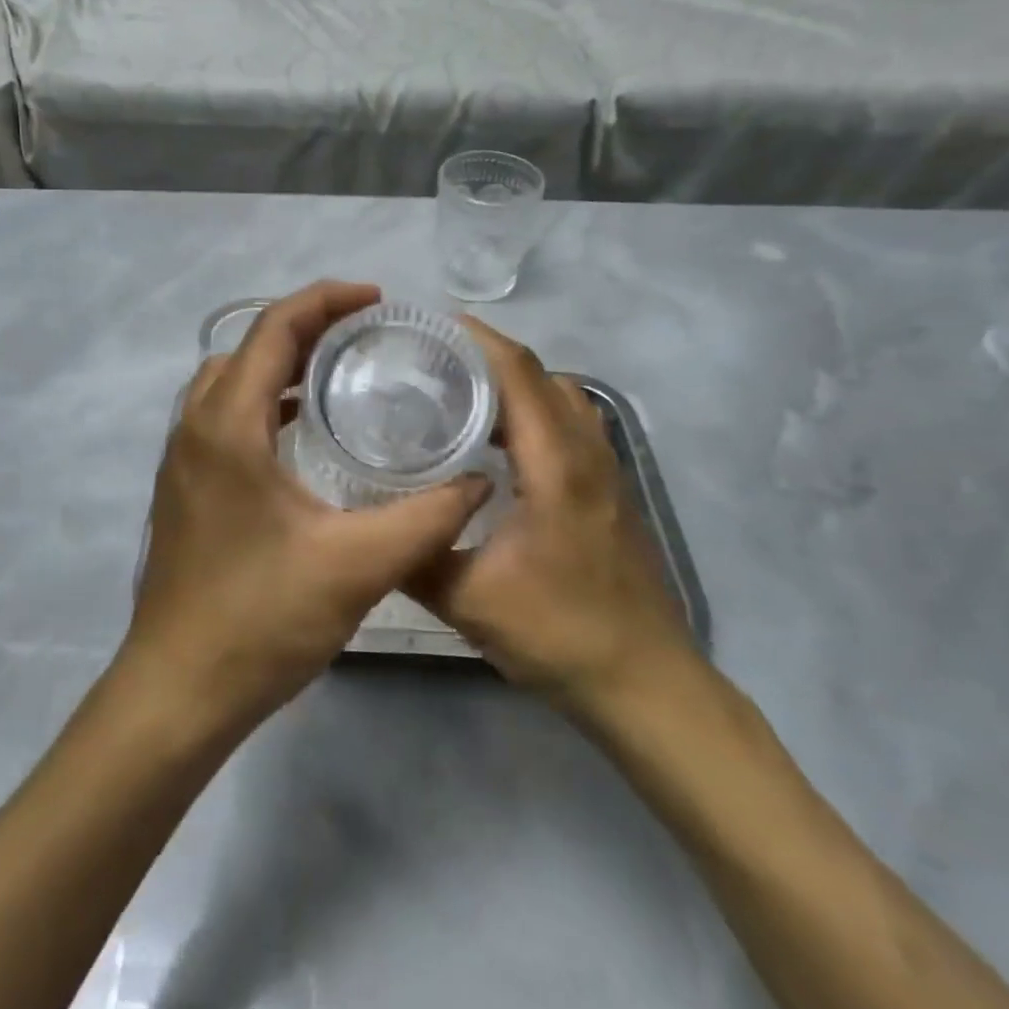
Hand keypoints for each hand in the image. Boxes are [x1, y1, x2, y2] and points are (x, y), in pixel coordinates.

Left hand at [119, 281, 492, 738]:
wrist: (178, 690)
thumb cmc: (260, 620)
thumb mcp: (357, 566)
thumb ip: (427, 518)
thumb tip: (479, 480)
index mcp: (228, 424)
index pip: (274, 328)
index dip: (326, 300)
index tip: (377, 299)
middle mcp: (195, 426)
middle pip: (250, 346)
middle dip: (307, 326)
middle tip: (367, 334)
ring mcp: (183, 457)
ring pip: (231, 380)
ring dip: (281, 363)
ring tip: (340, 372)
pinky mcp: (185, 486)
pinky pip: (224, 414)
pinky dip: (265, 400)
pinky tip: (305, 432)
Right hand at [408, 319, 695, 712]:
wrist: (644, 683)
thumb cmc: (559, 634)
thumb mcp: (469, 599)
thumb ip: (414, 555)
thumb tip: (365, 523)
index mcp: (555, 463)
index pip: (519, 373)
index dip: (478, 339)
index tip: (431, 325)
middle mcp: (586, 452)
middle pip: (540, 376)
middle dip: (488, 355)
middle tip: (432, 360)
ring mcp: (604, 470)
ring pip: (560, 398)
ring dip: (515, 383)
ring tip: (461, 394)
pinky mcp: (608, 491)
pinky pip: (570, 425)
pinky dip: (534, 411)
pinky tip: (498, 445)